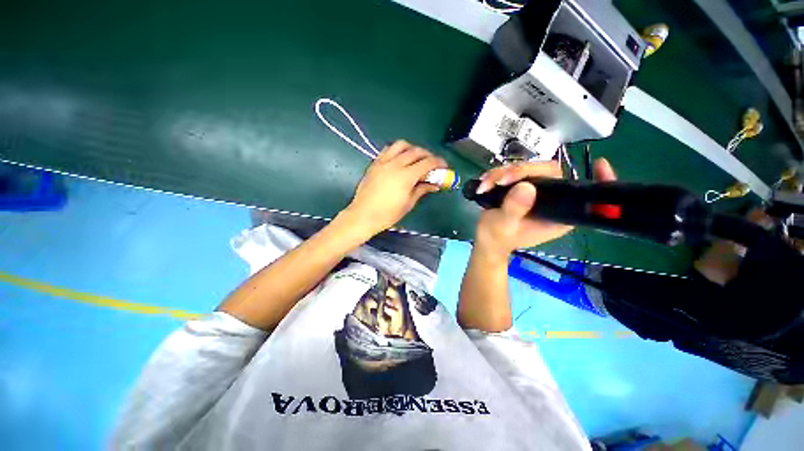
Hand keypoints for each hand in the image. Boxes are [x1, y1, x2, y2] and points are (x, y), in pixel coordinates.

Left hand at [343, 140, 447, 237]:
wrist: (363, 215)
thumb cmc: (388, 214)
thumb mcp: (408, 204)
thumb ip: (422, 190)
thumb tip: (434, 185)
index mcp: (405, 176)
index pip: (427, 163)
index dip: (438, 162)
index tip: (444, 166)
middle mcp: (395, 164)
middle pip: (416, 151)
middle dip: (427, 155)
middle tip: (432, 163)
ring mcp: (383, 162)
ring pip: (401, 145)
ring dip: (412, 148)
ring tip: (416, 158)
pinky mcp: (374, 163)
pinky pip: (388, 149)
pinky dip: (397, 150)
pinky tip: (400, 159)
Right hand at [473, 158, 617, 256]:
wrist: (487, 239)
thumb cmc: (497, 237)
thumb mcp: (502, 226)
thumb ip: (514, 209)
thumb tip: (526, 187)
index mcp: (557, 214)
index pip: (581, 193)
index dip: (597, 180)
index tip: (600, 163)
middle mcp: (552, 200)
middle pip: (548, 172)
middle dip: (520, 172)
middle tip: (499, 181)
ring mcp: (537, 193)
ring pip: (528, 168)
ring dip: (503, 173)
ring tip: (485, 185)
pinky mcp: (523, 188)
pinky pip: (514, 172)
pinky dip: (498, 174)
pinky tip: (485, 183)